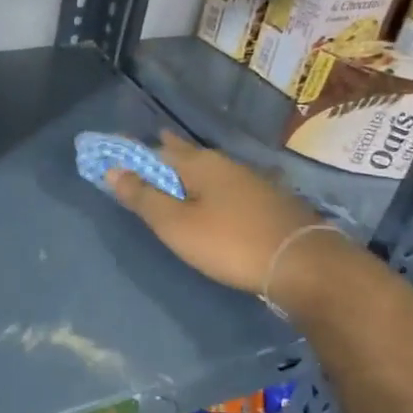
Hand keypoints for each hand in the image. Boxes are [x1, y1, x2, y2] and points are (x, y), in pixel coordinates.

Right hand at [106, 131, 332, 294]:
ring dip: (187, 171)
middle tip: (143, 155)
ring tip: (171, 176)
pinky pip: (225, 186)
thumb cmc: (229, 242)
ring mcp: (250, 180)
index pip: (156, 149)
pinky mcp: (266, 200)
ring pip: (208, 170)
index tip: (115, 156)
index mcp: (199, 163)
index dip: (134, 154)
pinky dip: (208, 187)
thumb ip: (144, 197)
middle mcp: (225, 163)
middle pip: (185, 155)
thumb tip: (112, 170)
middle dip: (163, 154)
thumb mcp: (176, 224)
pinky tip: (210, 196)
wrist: (300, 263)